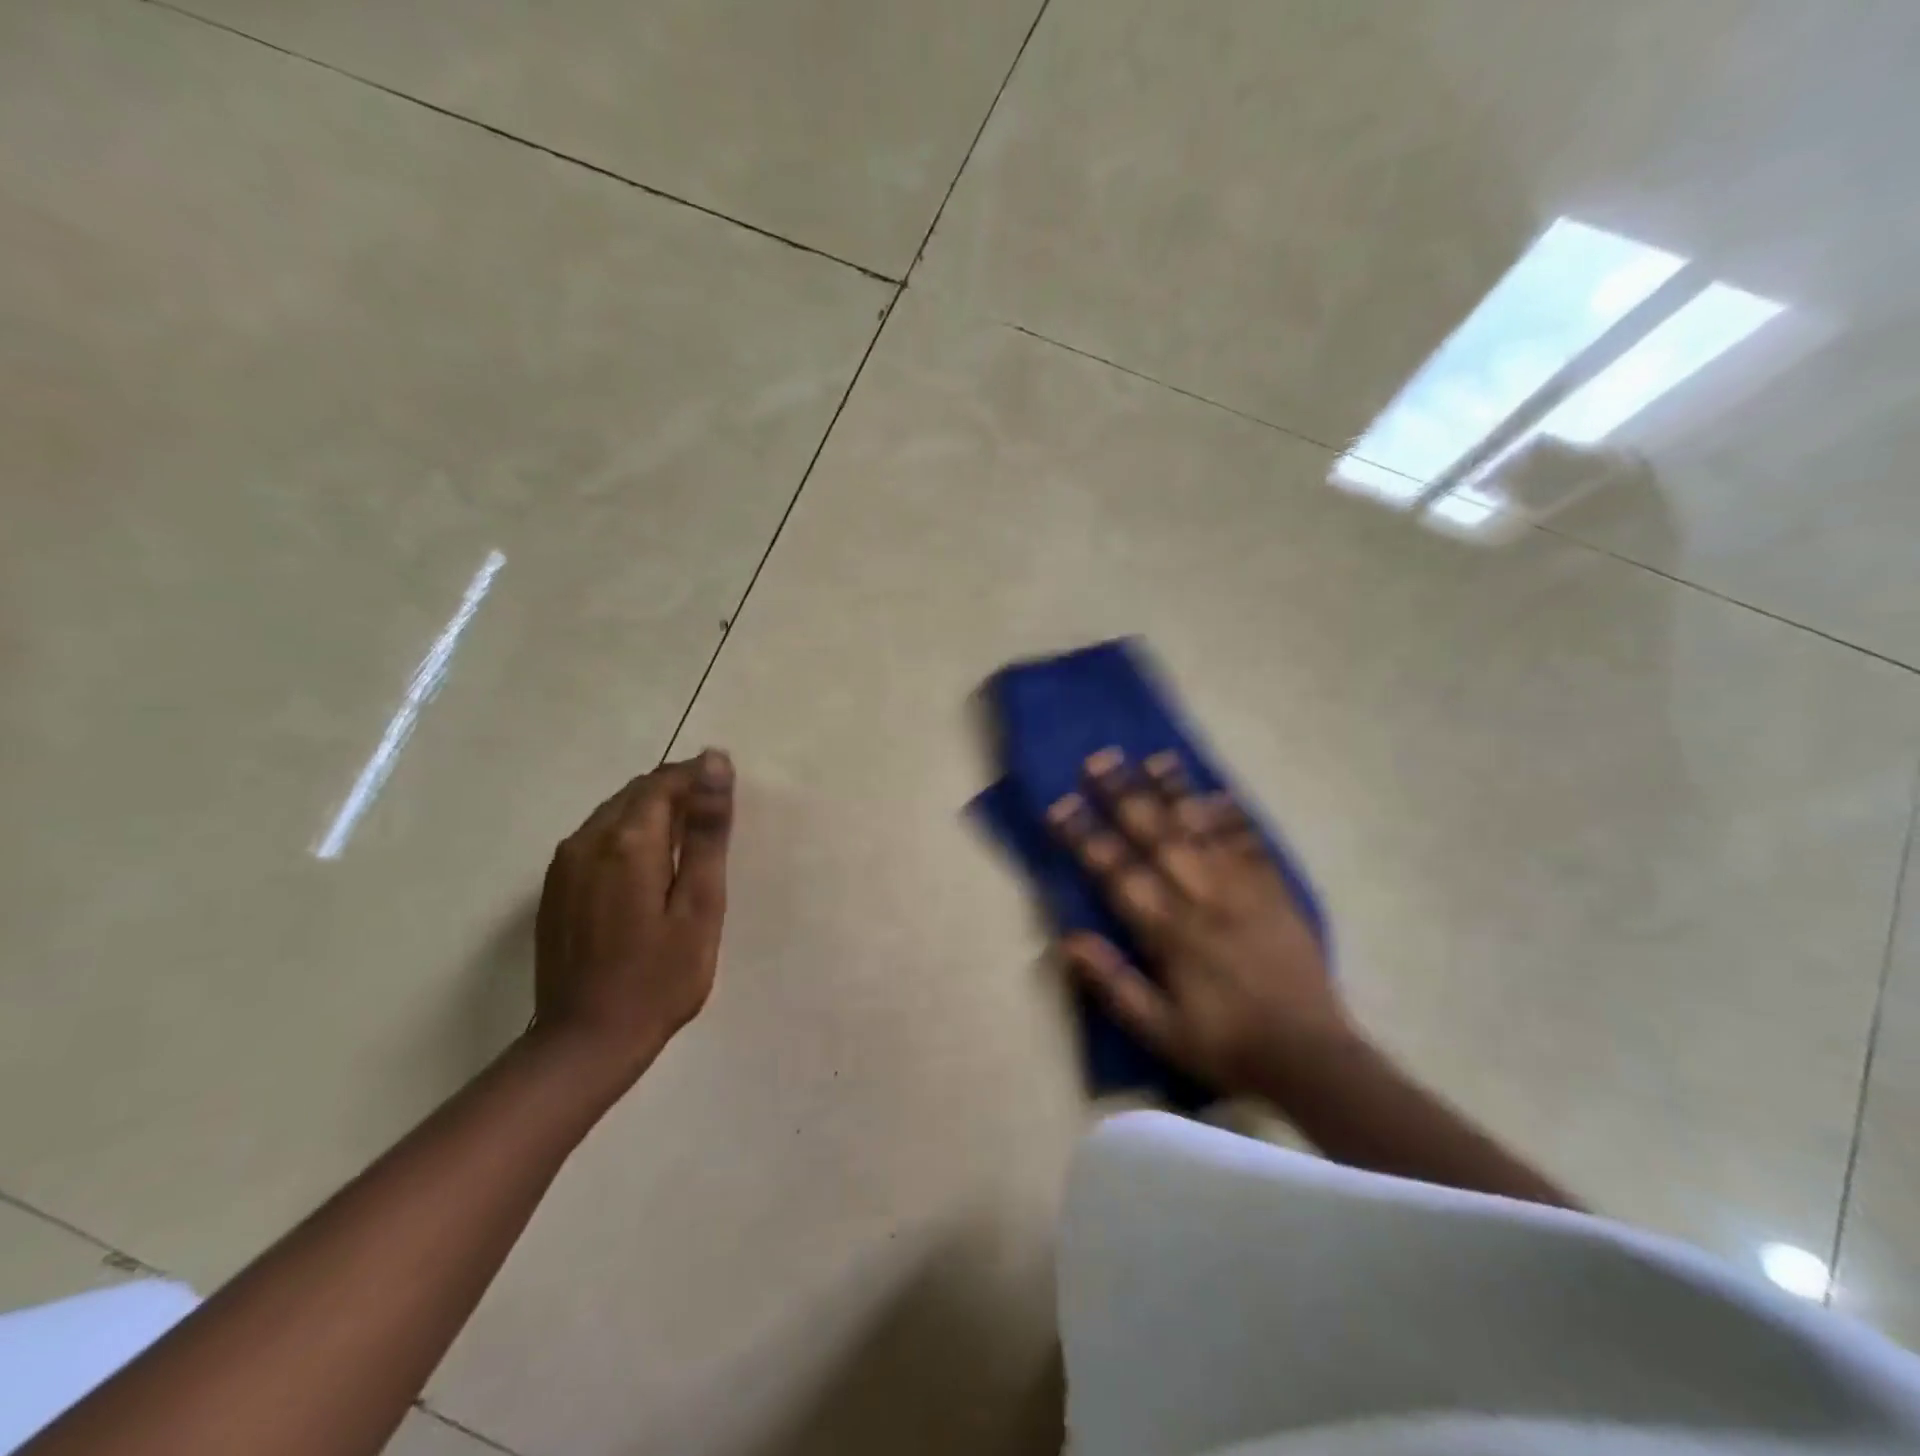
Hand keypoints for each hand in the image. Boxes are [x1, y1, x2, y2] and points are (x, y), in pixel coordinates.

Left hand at [533, 749, 734, 1086]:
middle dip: (678, 793)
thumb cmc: (660, 977)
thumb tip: (714, 763)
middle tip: (715, 822)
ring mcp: (564, 864)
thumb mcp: (700, 905)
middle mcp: (587, 839)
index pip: (665, 782)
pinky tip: (649, 870)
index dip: (699, 778)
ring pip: (615, 813)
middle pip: (637, 792)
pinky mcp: (554, 887)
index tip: (729, 795)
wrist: (585, 1042)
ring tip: (688, 845)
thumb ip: (706, 832)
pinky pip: (596, 838)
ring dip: (653, 814)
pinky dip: (629, 836)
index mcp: (628, 841)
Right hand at [1048, 748, 1347, 1095]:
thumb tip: (1067, 939)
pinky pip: (1252, 845)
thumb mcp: (1159, 1031)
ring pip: (1202, 830)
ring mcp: (1242, 890)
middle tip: (1100, 759)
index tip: (1061, 803)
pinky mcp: (1276, 892)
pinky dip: (1234, 817)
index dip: (1085, 837)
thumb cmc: (1224, 1045)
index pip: (1116, 872)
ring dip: (1175, 792)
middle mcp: (1202, 898)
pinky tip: (1219, 792)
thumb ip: (1113, 985)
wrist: (1309, 1056)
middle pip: (1156, 836)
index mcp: (1168, 932)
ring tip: (1154, 757)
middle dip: (1124, 795)